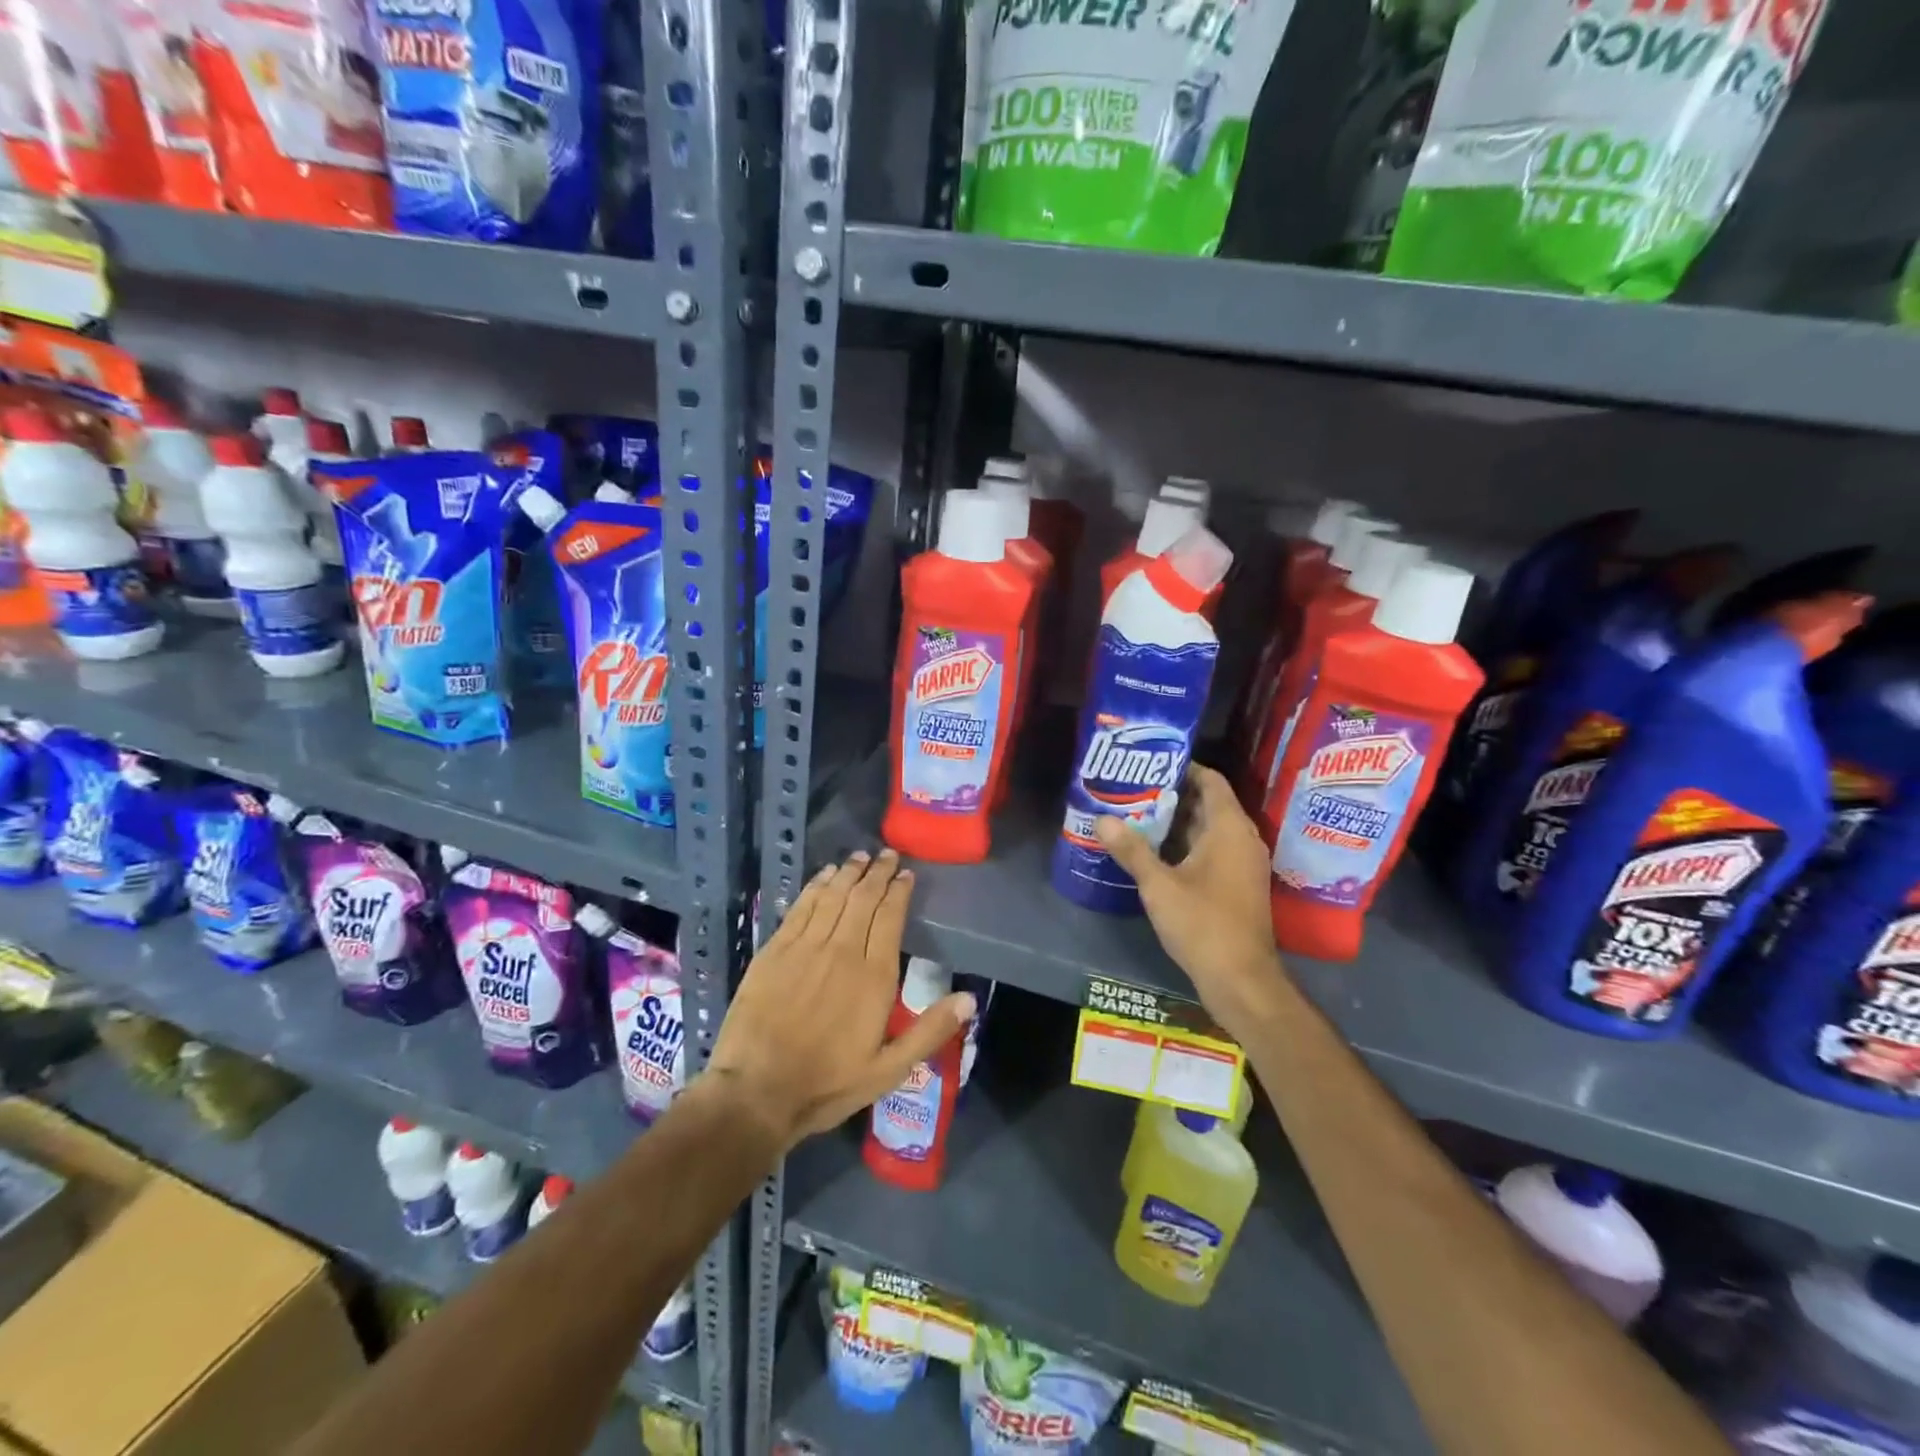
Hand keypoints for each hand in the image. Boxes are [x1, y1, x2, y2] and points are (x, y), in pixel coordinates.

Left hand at [704, 849, 976, 1151]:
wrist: (756, 1092)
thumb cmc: (827, 1084)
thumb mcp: (888, 1070)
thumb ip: (929, 1031)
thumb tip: (970, 999)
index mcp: (874, 976)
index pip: (890, 917)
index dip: (899, 891)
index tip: (906, 874)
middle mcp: (842, 950)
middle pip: (863, 898)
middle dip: (878, 873)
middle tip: (887, 855)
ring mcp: (806, 946)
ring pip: (833, 896)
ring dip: (849, 873)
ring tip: (860, 856)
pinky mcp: (775, 949)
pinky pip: (802, 907)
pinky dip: (816, 886)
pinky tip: (825, 875)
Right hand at [1095, 763, 1286, 1042]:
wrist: (1241, 980)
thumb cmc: (1203, 924)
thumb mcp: (1159, 885)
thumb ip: (1131, 850)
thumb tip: (1101, 820)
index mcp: (1229, 828)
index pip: (1211, 781)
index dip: (1183, 767)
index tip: (1149, 763)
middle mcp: (1241, 839)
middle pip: (1207, 803)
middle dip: (1172, 795)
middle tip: (1133, 788)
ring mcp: (1242, 864)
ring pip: (1208, 830)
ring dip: (1176, 822)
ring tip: (1136, 814)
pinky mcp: (1236, 885)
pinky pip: (1211, 851)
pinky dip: (1185, 845)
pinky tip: (1153, 851)